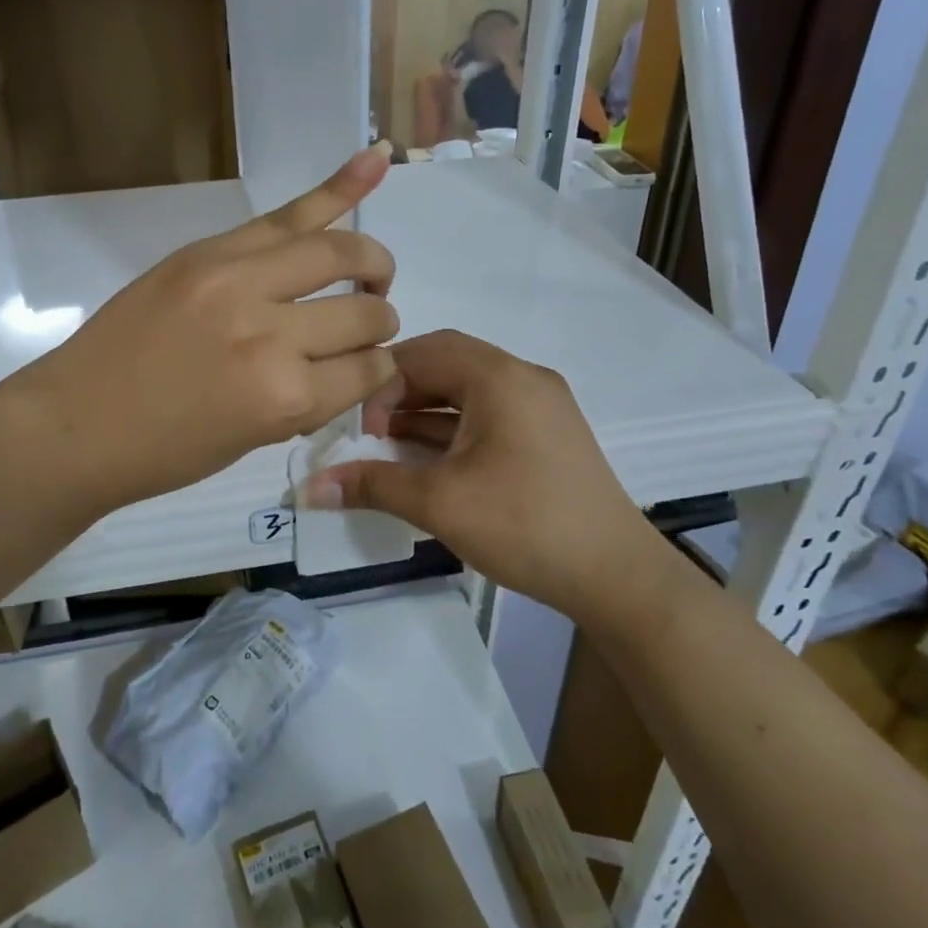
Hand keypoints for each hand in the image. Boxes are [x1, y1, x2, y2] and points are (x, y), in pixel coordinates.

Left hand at [14, 145, 400, 514]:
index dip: (377, 372)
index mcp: (285, 397)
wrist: (76, 422)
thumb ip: (311, 394)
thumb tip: (357, 360)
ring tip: (370, 271)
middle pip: (363, 312)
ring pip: (337, 253)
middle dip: (378, 319)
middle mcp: (272, 333)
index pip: (369, 370)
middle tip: (367, 321)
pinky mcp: (210, 250)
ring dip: (369, 263)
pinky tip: (377, 158)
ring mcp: (238, 278)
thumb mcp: (254, 438)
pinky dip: (338, 188)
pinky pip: (287, 214)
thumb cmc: (164, 451)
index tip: (366, 371)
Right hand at [301, 330, 660, 613]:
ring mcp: (541, 405)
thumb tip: (309, 488)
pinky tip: (429, 460)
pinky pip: (489, 413)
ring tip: (390, 446)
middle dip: (402, 393)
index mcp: (501, 377)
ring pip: (468, 390)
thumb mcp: (440, 503)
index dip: (383, 380)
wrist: (618, 577)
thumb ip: (373, 485)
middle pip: (448, 364)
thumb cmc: (525, 525)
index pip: (426, 350)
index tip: (361, 426)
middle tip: (370, 430)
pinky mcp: (549, 433)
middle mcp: (524, 378)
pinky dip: (454, 428)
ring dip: (426, 412)